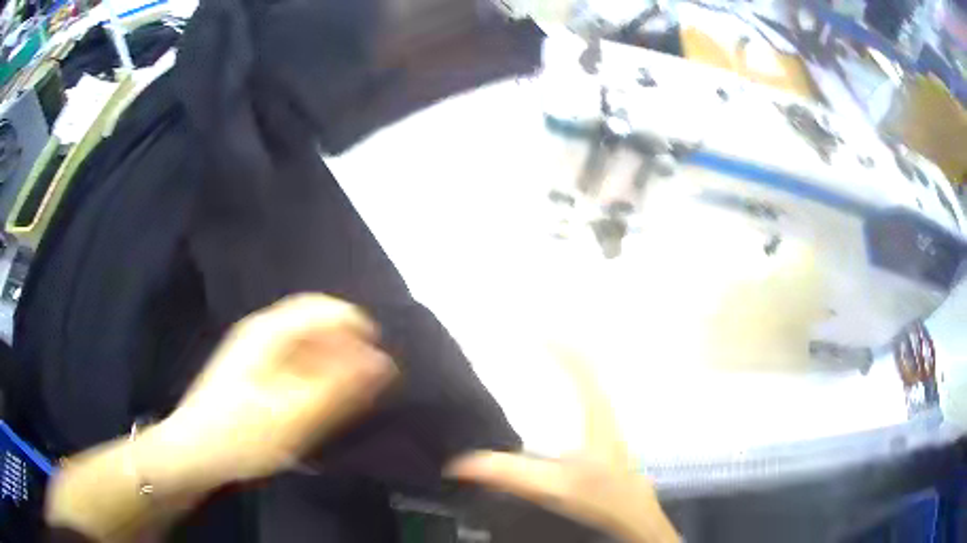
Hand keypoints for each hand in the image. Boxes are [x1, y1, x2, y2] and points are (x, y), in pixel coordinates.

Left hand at [144, 293, 396, 487]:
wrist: (195, 452)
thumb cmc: (241, 434)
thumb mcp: (295, 417)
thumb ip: (340, 389)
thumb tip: (383, 362)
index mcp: (270, 331)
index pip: (326, 309)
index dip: (359, 330)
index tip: (382, 366)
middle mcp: (263, 332)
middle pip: (317, 325)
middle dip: (348, 352)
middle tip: (367, 390)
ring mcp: (256, 351)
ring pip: (307, 346)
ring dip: (333, 367)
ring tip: (348, 401)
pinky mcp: (254, 372)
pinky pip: (295, 363)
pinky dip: (315, 378)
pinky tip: (320, 404)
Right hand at [446, 347, 678, 542]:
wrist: (633, 514)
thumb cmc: (600, 496)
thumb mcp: (552, 486)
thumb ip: (509, 474)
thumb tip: (459, 463)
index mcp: (596, 413)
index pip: (580, 367)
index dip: (559, 344)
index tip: (532, 329)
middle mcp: (604, 410)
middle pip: (587, 366)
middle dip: (562, 346)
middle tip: (531, 335)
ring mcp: (607, 421)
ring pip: (591, 380)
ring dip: (570, 362)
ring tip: (542, 352)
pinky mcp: (604, 434)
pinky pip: (588, 395)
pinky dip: (574, 381)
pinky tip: (558, 392)